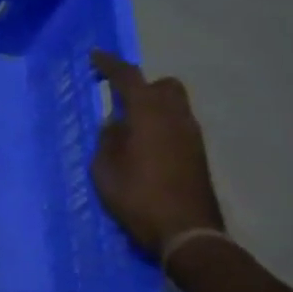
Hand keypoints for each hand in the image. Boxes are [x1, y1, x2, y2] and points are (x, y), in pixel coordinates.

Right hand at [90, 51, 224, 260]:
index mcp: (148, 113)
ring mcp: (192, 136)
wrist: (187, 233)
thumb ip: (108, 139)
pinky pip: (178, 126)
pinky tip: (145, 147)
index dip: (109, 64)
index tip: (94, 57)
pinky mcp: (198, 156)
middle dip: (142, 86)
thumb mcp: (105, 168)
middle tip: (119, 98)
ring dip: (153, 107)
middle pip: (163, 85)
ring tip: (129, 127)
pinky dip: (161, 126)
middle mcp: (175, 117)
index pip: (128, 76)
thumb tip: (116, 125)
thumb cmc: (138, 197)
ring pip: (174, 105)